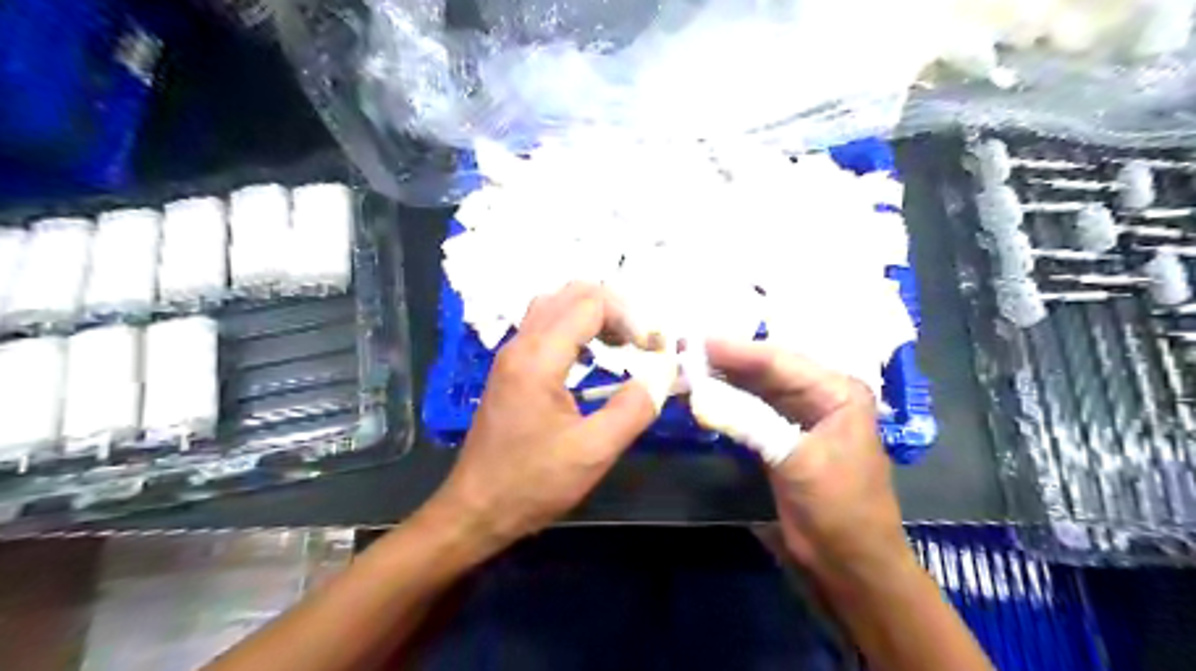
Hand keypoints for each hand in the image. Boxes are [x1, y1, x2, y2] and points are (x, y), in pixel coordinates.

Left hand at [428, 282, 653, 548]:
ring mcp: (511, 355)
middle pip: (571, 294)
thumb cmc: (533, 484)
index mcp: (538, 358)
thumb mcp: (593, 452)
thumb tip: (661, 374)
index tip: (653, 349)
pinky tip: (593, 357)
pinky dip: (575, 328)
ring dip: (593, 314)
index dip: (631, 316)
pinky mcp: (510, 370)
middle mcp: (521, 345)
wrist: (475, 510)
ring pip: (555, 306)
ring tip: (622, 344)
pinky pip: (545, 327)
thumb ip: (634, 408)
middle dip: (615, 307)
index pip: (591, 303)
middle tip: (642, 340)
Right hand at [708, 341, 907, 581]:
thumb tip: (700, 394)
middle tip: (684, 351)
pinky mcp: (783, 436)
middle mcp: (820, 395)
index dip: (736, 350)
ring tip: (687, 368)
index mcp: (837, 391)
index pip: (780, 361)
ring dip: (724, 381)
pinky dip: (728, 404)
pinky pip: (752, 411)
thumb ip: (750, 422)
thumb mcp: (796, 461)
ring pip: (757, 389)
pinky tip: (704, 396)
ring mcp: (801, 416)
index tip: (696, 341)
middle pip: (767, 370)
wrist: (850, 564)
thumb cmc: (837, 508)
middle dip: (727, 362)